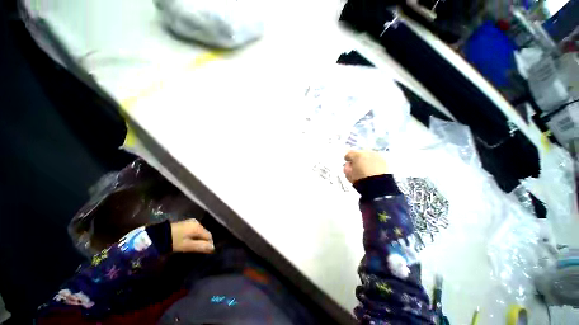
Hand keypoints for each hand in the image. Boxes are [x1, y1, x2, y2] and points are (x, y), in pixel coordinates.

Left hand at [170, 219, 213, 252]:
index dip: (209, 244)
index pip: (209, 236)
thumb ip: (200, 246)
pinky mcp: (185, 223)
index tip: (207, 252)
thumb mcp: (186, 246)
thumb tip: (213, 248)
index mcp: (198, 227)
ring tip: (195, 247)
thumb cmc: (173, 241)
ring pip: (199, 232)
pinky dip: (194, 236)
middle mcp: (197, 222)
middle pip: (205, 233)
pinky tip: (190, 241)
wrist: (156, 234)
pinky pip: (194, 230)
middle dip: (204, 241)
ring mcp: (191, 222)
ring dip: (199, 239)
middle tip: (200, 251)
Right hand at [343, 150, 387, 183]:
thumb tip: (348, 165)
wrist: (377, 185)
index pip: (349, 154)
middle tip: (357, 165)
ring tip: (365, 167)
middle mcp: (366, 152)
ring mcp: (376, 155)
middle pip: (359, 153)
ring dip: (366, 159)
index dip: (348, 159)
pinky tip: (372, 169)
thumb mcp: (349, 175)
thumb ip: (346, 167)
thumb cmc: (360, 180)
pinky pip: (375, 159)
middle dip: (358, 158)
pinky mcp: (383, 160)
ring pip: (368, 155)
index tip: (348, 163)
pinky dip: (373, 162)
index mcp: (356, 155)